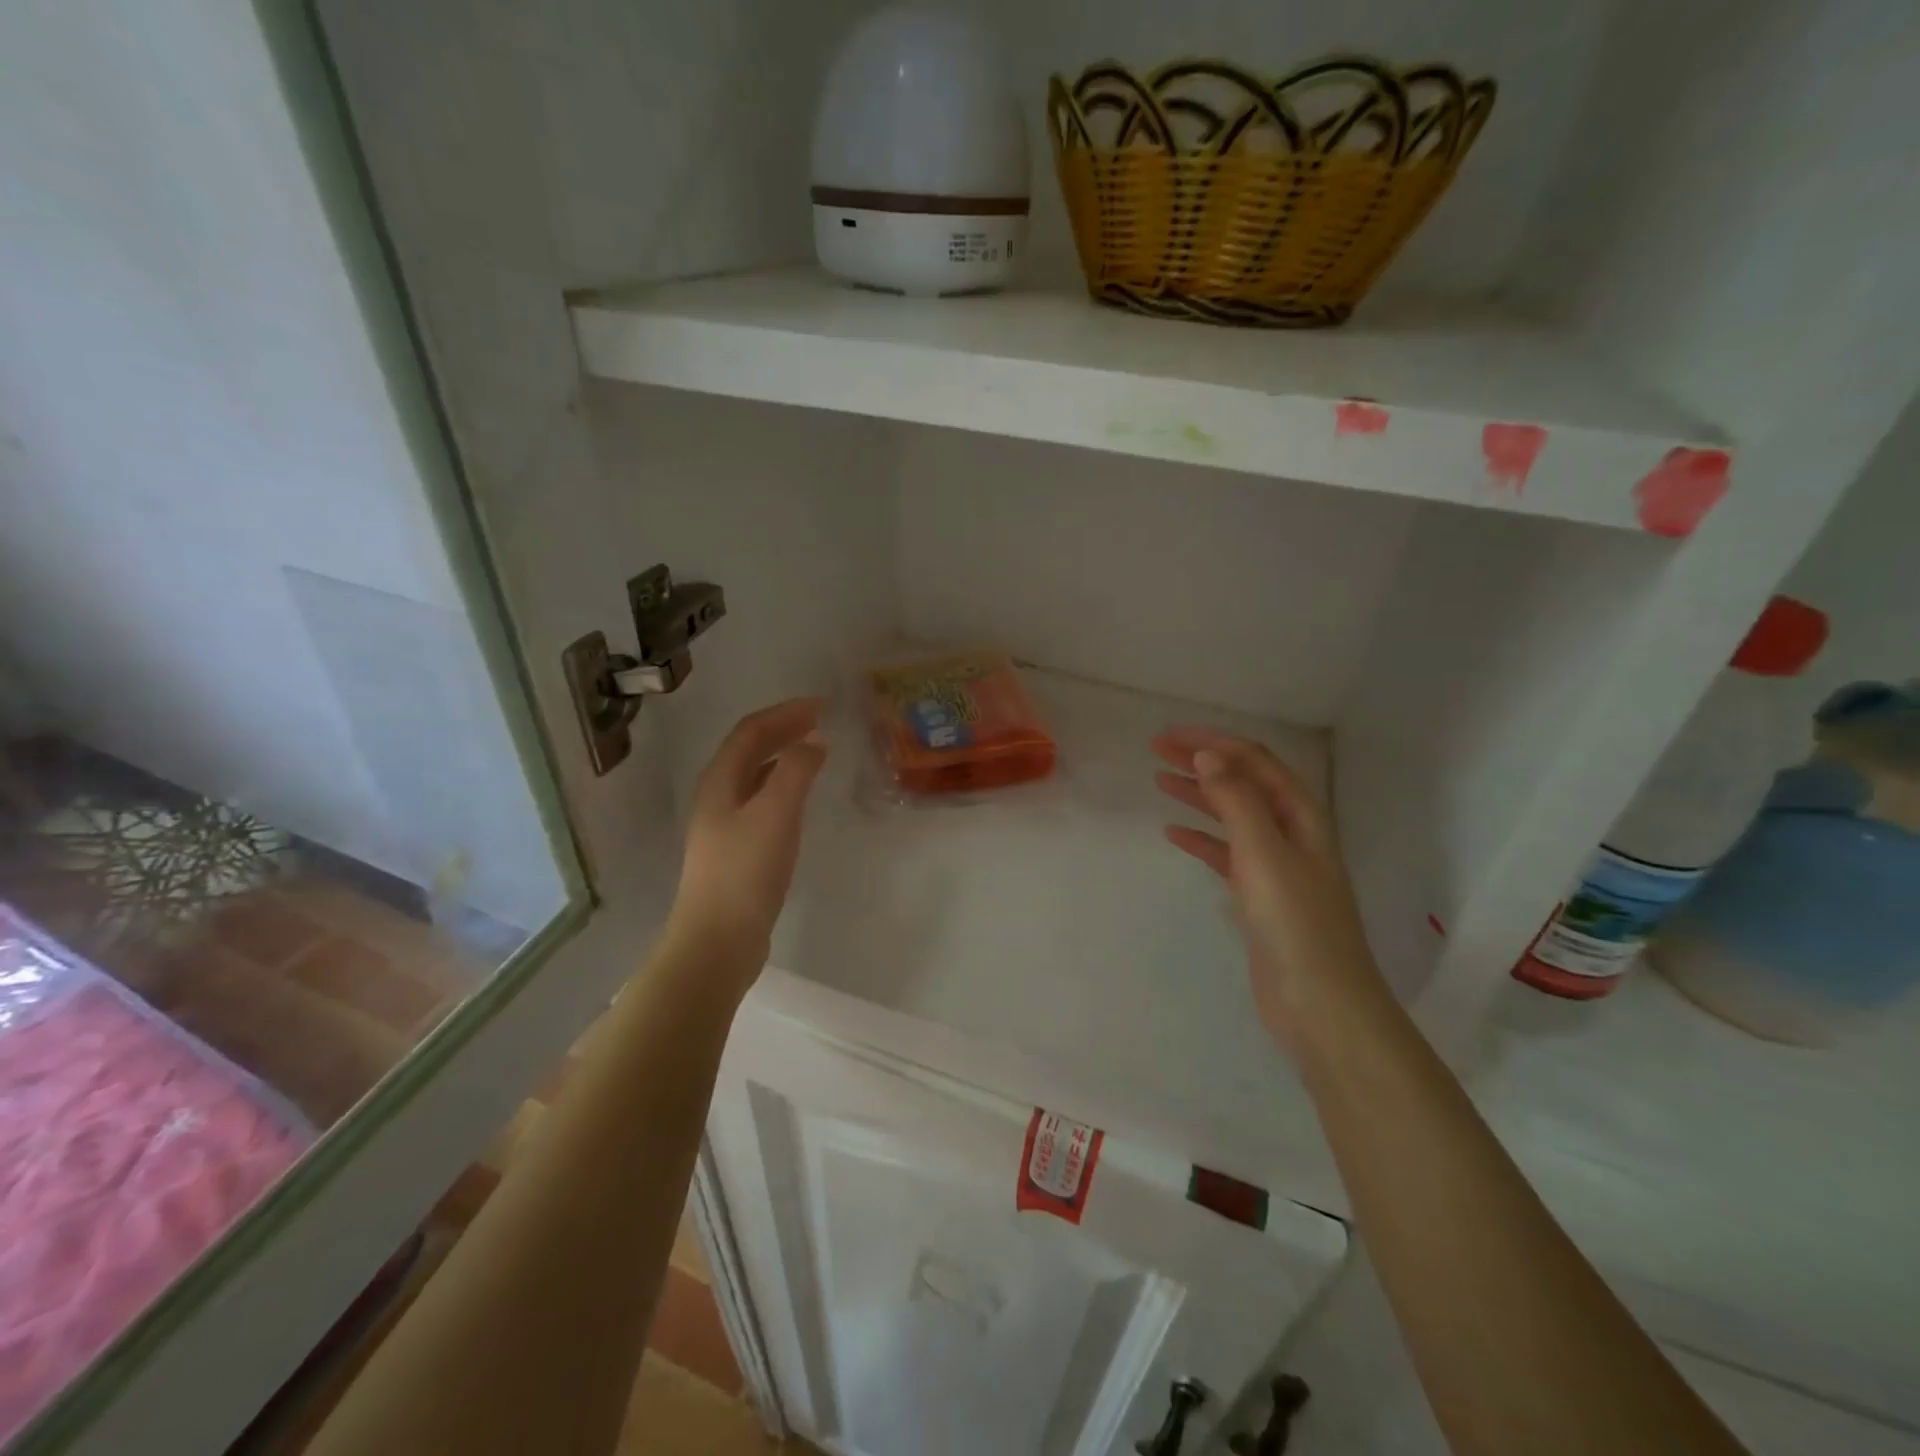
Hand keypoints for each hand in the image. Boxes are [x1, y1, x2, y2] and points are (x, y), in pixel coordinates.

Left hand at [666, 699, 826, 987]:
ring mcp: (723, 826)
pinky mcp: (736, 851)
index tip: (821, 705)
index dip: (785, 713)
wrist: (717, 941)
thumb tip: (813, 742)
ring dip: (783, 756)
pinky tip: (799, 800)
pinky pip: (761, 802)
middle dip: (783, 730)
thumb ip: (796, 772)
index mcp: (720, 781)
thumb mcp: (776, 814)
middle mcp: (717, 797)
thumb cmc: (745, 872)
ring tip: (814, 751)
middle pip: (749, 750)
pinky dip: (783, 786)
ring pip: (755, 776)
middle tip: (820, 721)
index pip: (752, 731)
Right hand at [1153, 726, 1382, 1050]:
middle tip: (1157, 751)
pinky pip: (1226, 854)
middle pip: (1243, 783)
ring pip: (1232, 816)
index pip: (1254, 761)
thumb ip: (1236, 801)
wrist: (1321, 1004)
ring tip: (1160, 781)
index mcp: (1301, 816)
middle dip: (1202, 762)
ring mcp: (1276, 866)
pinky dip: (1201, 839)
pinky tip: (1174, 834)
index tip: (1169, 736)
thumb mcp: (1264, 852)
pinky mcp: (1260, 897)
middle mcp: (1291, 833)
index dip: (1213, 742)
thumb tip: (1208, 756)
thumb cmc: (1295, 923)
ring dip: (1199, 795)